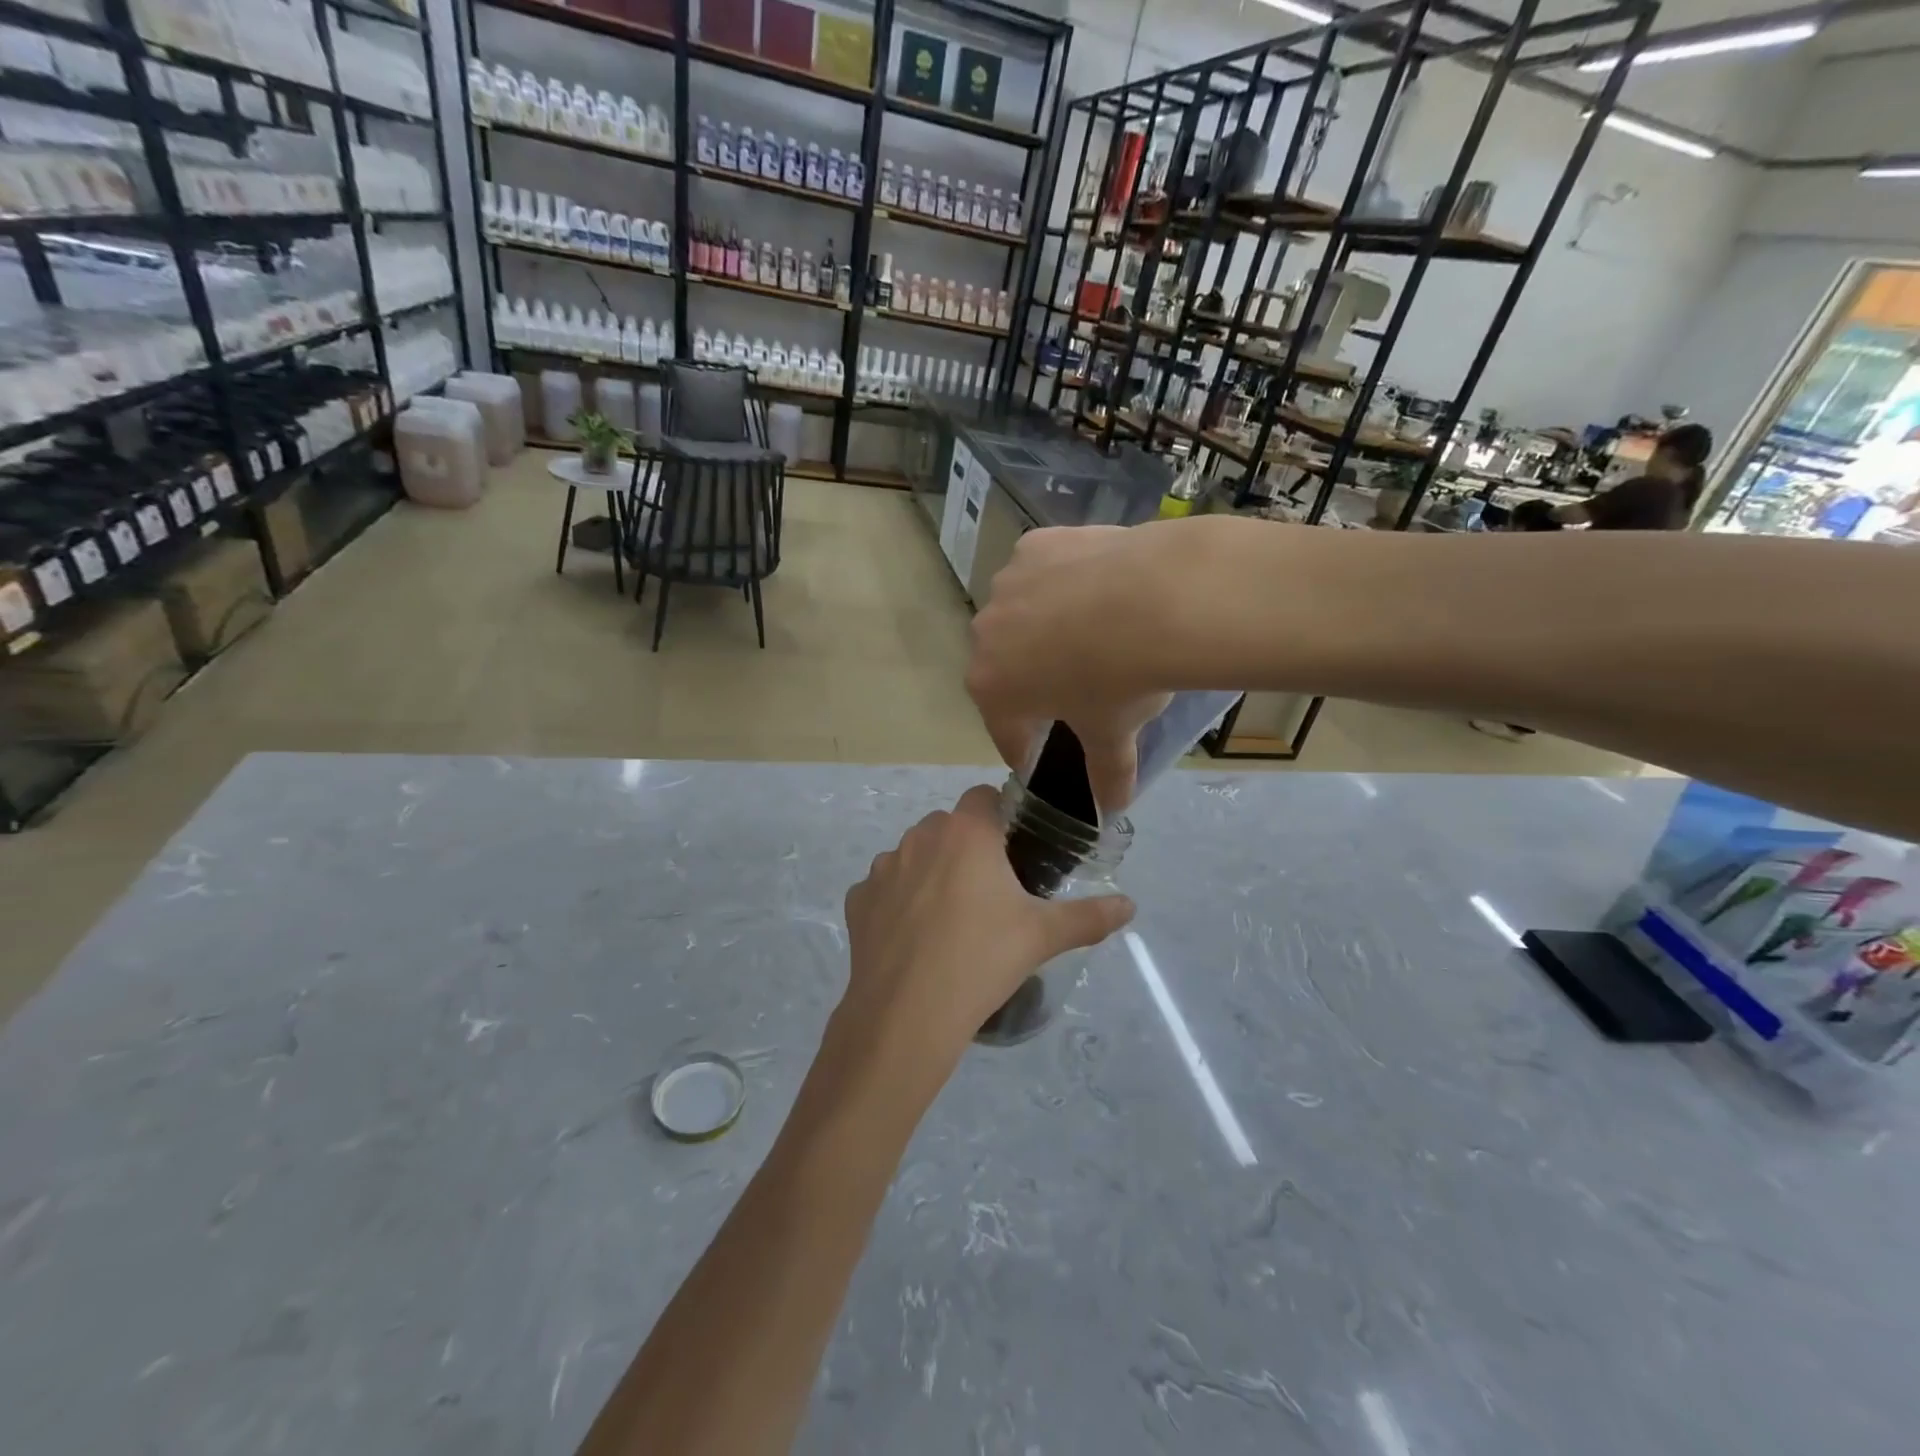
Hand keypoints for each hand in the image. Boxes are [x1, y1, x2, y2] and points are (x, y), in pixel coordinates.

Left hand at [830, 786, 1134, 1094]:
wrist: (907, 1015)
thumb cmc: (982, 961)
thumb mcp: (1043, 937)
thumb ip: (1090, 916)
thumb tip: (1130, 905)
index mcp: (966, 833)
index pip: (984, 797)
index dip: (1001, 818)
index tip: (1014, 853)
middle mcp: (920, 836)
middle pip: (949, 826)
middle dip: (967, 847)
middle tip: (988, 893)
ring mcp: (883, 866)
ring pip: (914, 854)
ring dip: (931, 872)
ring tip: (949, 920)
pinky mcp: (858, 899)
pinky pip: (884, 888)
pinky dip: (898, 902)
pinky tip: (913, 939)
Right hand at [966, 522, 1197, 811]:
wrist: (1157, 599)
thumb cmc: (1122, 680)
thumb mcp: (1114, 734)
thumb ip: (1107, 774)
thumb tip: (1113, 808)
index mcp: (991, 687)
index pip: (1003, 729)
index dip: (1023, 746)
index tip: (1037, 755)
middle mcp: (985, 634)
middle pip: (1006, 667)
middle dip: (1031, 682)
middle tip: (1071, 689)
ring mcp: (1007, 583)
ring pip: (1021, 615)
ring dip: (1044, 628)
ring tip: (1089, 632)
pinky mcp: (1035, 545)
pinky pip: (1041, 572)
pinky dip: (1061, 583)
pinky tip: (1096, 589)